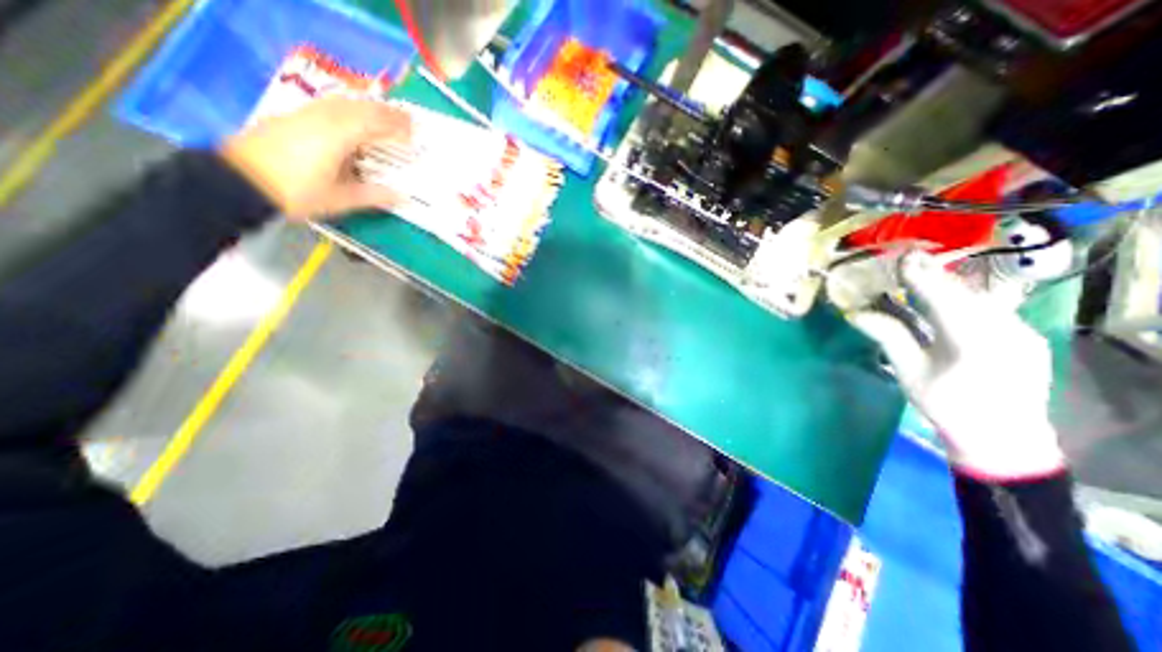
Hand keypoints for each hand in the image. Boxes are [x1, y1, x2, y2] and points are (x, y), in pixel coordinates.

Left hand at [220, 98, 408, 219]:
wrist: (238, 183)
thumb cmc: (295, 193)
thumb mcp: (339, 200)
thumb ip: (373, 196)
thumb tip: (403, 196)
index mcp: (336, 137)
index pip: (374, 124)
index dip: (397, 128)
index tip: (416, 134)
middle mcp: (322, 119)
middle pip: (360, 107)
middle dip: (387, 113)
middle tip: (408, 121)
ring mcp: (305, 115)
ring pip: (343, 103)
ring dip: (369, 108)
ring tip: (387, 117)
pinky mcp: (293, 117)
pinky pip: (329, 106)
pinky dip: (350, 109)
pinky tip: (356, 120)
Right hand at [851, 252, 1060, 479]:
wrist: (1004, 437)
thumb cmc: (947, 406)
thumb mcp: (910, 373)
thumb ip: (888, 337)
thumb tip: (855, 313)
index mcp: (974, 345)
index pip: (944, 302)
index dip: (922, 278)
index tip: (901, 259)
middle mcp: (1006, 332)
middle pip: (964, 295)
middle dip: (934, 276)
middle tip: (907, 258)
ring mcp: (1021, 332)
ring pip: (979, 299)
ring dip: (947, 284)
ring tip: (921, 271)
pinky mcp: (1023, 335)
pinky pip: (989, 308)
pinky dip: (962, 297)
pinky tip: (945, 293)